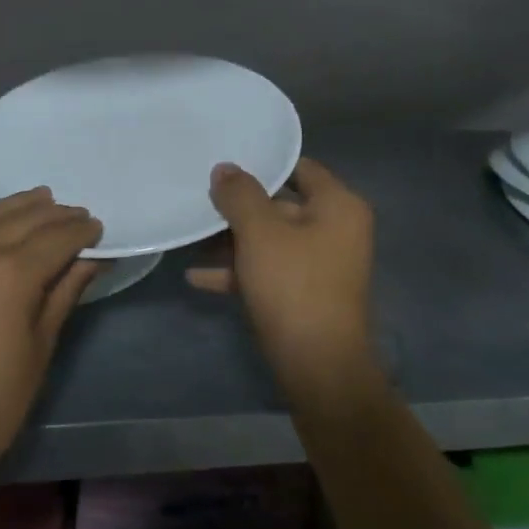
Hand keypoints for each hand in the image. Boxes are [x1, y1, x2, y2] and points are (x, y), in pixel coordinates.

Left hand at [0, 188, 101, 481]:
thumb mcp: (41, 345)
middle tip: (80, 216)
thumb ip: (64, 293)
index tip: (100, 229)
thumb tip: (92, 259)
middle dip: (56, 214)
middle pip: (25, 219)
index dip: (82, 231)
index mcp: (12, 273)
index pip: (57, 237)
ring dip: (18, 205)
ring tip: (44, 200)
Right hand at [189, 158, 377, 397]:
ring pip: (271, 241)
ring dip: (231, 243)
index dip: (263, 164)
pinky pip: (270, 271)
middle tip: (199, 202)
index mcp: (338, 206)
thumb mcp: (260, 233)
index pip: (300, 168)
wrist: (318, 366)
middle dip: (238, 210)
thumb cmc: (293, 285)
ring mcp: (321, 265)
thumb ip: (240, 195)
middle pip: (281, 206)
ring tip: (190, 240)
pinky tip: (197, 278)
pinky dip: (239, 272)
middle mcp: (336, 230)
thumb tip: (224, 168)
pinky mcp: (306, 294)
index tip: (225, 162)